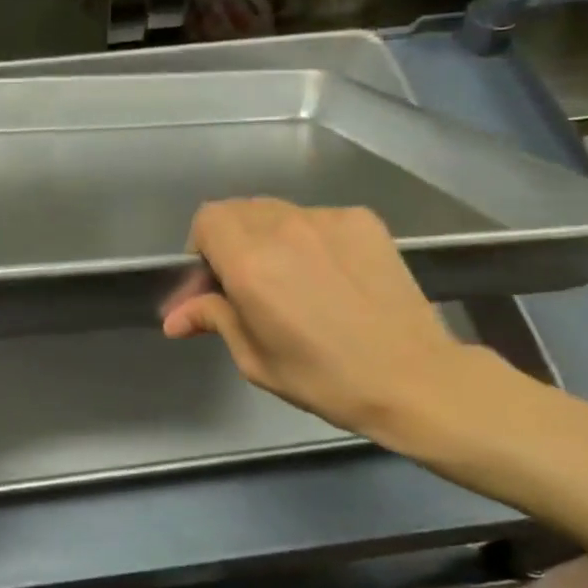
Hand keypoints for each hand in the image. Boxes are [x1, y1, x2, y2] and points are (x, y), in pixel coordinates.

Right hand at [162, 198, 524, 461]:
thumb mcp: (255, 358)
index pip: (206, 220)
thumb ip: (213, 319)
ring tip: (289, 278)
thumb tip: (174, 317)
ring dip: (267, 237)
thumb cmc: (324, 378)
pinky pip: (315, 218)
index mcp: (250, 263)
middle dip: (230, 240)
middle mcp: (284, 228)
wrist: (414, 377)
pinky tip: (327, 274)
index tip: (213, 282)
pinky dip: (307, 238)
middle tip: (244, 281)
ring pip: (277, 212)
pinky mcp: (362, 220)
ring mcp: (327, 219)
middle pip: (238, 210)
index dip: (201, 247)